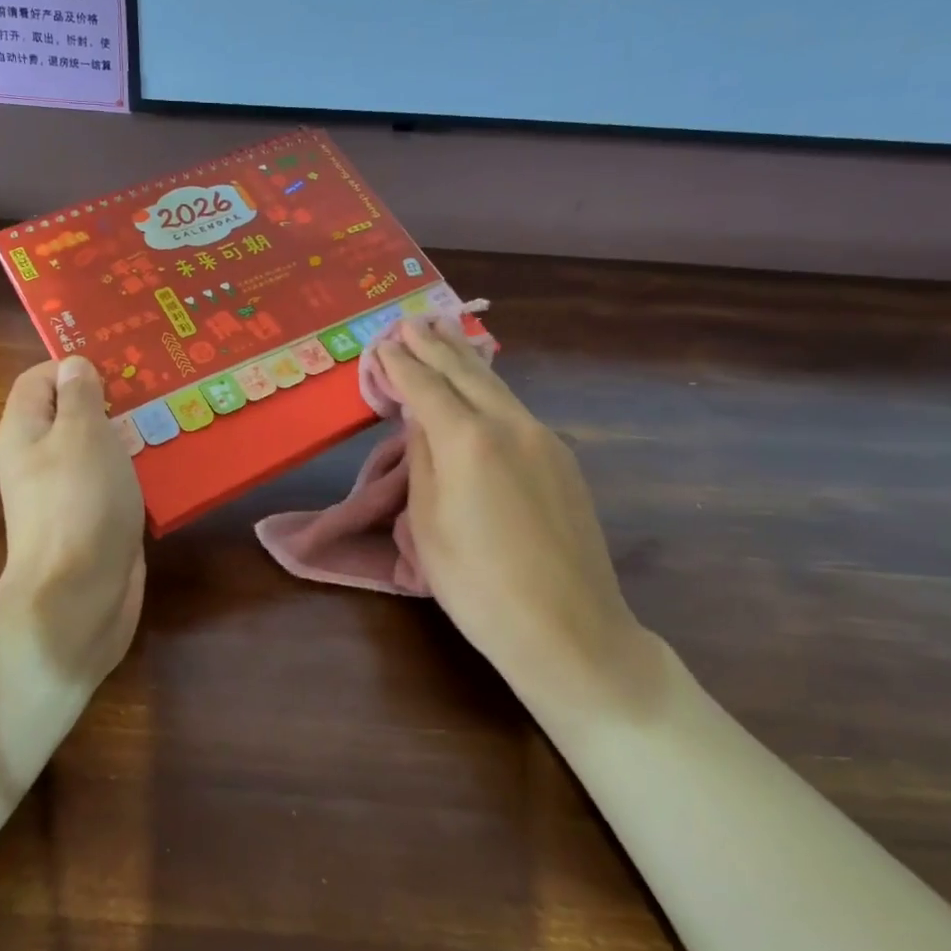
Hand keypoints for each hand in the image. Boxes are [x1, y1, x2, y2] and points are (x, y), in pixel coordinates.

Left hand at [0, 356, 145, 680]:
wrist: (79, 596)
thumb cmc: (78, 503)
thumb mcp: (81, 435)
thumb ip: (80, 395)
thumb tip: (74, 365)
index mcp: (25, 431)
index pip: (39, 379)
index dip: (73, 365)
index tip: (121, 362)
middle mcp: (41, 459)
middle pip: (73, 414)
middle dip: (113, 399)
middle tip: (160, 385)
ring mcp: (69, 493)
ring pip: (100, 449)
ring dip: (133, 435)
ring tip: (177, 417)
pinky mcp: (96, 520)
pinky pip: (117, 483)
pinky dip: (140, 471)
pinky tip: (174, 464)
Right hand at [378, 319, 662, 709]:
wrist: (567, 629)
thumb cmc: (478, 585)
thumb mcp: (428, 524)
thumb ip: (423, 460)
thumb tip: (422, 419)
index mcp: (468, 440)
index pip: (425, 387)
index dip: (401, 364)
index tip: (383, 343)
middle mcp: (510, 425)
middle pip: (466, 373)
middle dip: (434, 345)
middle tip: (411, 321)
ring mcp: (544, 440)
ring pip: (497, 386)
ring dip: (465, 359)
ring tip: (444, 334)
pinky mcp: (563, 460)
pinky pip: (516, 409)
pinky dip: (489, 389)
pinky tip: (481, 386)